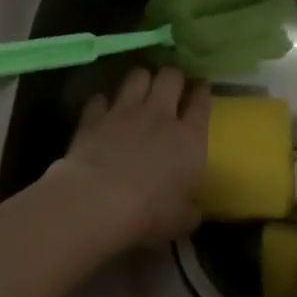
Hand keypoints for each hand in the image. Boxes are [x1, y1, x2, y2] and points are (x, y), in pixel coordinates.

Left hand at [50, 66, 210, 253]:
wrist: (97, 199)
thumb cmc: (148, 213)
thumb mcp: (181, 221)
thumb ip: (189, 209)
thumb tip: (192, 208)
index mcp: (189, 138)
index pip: (201, 103)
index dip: (202, 91)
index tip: (202, 87)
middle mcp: (159, 115)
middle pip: (170, 77)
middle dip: (173, 76)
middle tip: (172, 82)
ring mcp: (124, 110)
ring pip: (137, 76)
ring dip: (141, 78)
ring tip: (141, 85)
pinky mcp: (94, 115)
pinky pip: (101, 97)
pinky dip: (103, 101)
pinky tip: (103, 108)